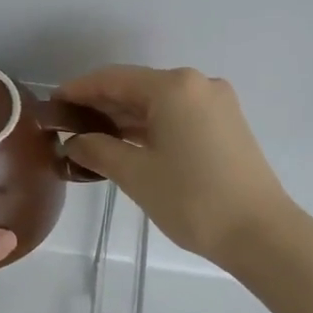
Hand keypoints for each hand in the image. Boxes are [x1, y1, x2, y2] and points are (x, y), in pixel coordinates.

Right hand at [57, 65, 294, 266]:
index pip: (114, 79)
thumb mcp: (136, 174)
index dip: (79, 90)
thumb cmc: (192, 199)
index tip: (52, 104)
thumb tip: (74, 142)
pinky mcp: (227, 125)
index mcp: (174, 87)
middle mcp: (197, 84)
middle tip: (67, 126)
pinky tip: (128, 144)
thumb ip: (98, 150)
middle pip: (138, 87)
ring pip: (159, 103)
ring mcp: (217, 104)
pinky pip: (178, 116)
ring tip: (91, 138)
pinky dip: (151, 127)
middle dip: (101, 105)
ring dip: (126, 118)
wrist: (260, 233)